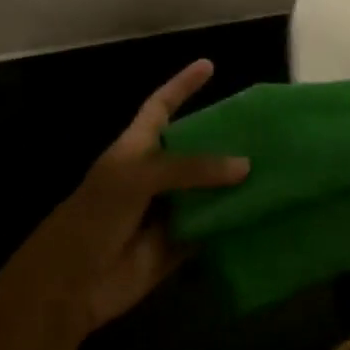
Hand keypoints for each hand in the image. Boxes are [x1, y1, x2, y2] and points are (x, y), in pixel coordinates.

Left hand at [20, 60, 248, 334]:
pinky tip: (266, 211)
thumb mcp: (138, 178)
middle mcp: (156, 175)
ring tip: (278, 166)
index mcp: (137, 149)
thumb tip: (244, 166)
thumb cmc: (95, 217)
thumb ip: (191, 168)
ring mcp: (169, 209)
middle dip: (226, 139)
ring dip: (236, 182)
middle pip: (196, 150)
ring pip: (209, 189)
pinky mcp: (180, 243)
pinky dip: (235, 221)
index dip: (182, 85)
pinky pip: (213, 227)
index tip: (209, 65)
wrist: (71, 285)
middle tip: (266, 130)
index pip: (162, 107)